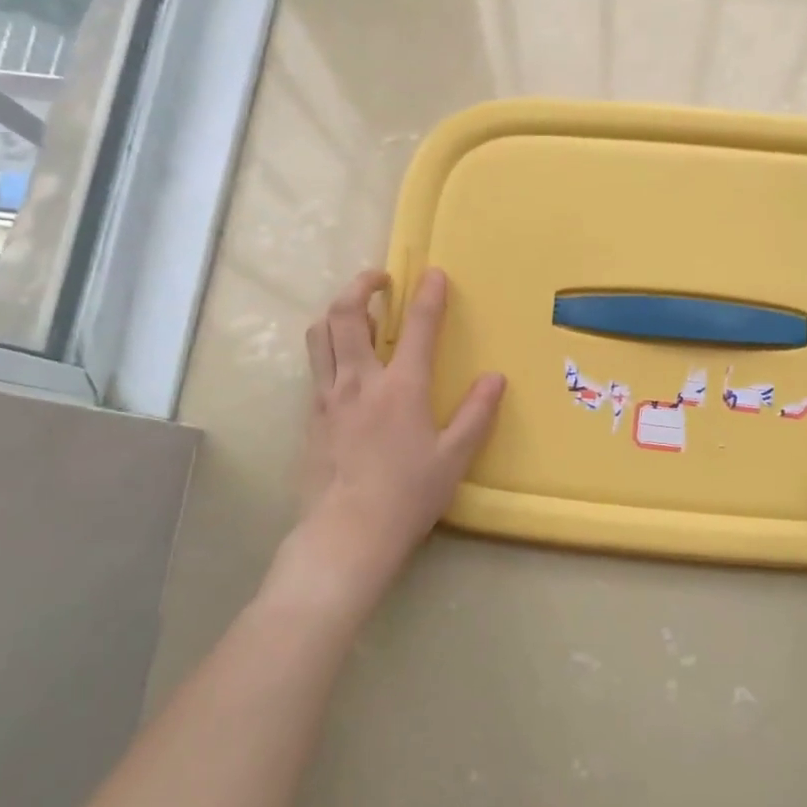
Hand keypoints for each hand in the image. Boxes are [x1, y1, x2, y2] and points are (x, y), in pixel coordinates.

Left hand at [298, 268, 504, 586]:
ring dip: (336, 311)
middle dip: (361, 286)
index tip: (434, 273)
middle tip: (378, 279)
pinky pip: (315, 366)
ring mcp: (328, 397)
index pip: (418, 328)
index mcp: (401, 388)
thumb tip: (495, 378)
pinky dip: (328, 347)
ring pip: (320, 335)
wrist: (347, 533)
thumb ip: (476, 414)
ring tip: (356, 312)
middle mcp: (359, 381)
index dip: (429, 296)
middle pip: (347, 315)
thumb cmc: (407, 496)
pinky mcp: (311, 416)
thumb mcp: (453, 458)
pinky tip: (343, 363)